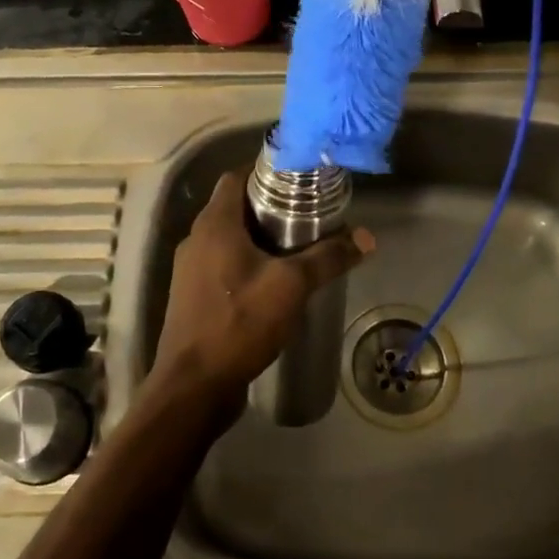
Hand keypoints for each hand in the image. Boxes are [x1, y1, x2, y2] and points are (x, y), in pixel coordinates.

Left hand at [149, 172, 372, 416]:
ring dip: (259, 237)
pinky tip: (275, 282)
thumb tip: (367, 238)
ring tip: (298, 246)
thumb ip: (328, 258)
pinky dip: (247, 263)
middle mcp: (197, 239)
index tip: (299, 179)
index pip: (236, 177)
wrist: (193, 387)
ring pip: (229, 238)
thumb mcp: (291, 286)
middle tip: (308, 213)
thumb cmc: (239, 323)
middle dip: (270, 206)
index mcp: (214, 224)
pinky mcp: (193, 296)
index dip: (266, 171)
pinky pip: (223, 265)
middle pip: (234, 207)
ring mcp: (191, 270)